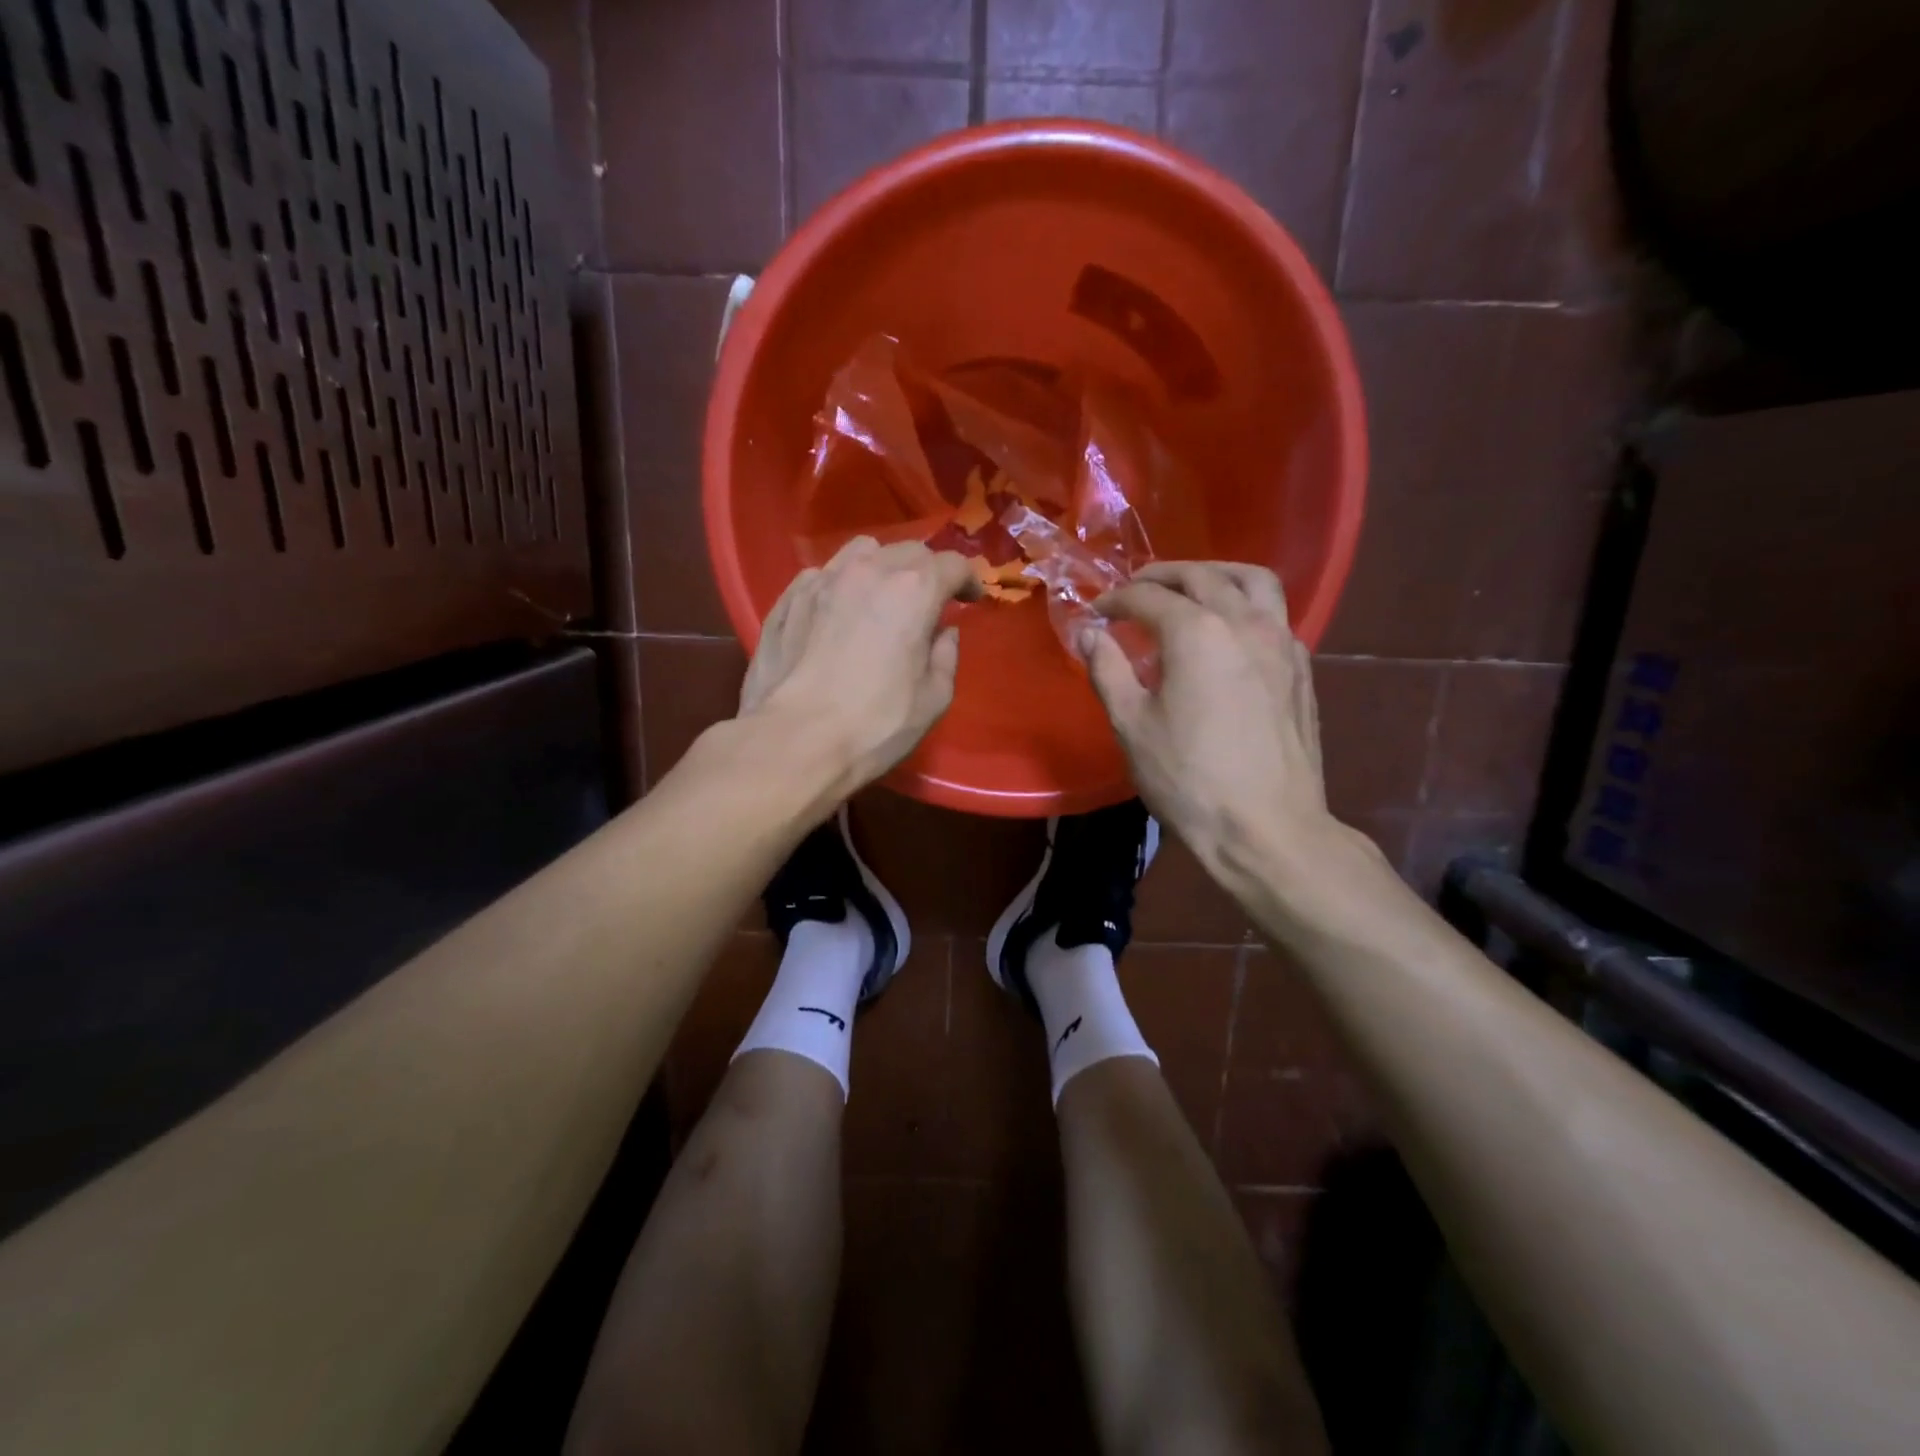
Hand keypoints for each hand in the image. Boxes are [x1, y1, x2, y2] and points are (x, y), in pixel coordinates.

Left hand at [740, 536, 979, 792]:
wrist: (795, 741)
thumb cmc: (875, 725)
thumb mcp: (933, 699)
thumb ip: (945, 656)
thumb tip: (943, 632)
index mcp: (913, 590)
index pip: (952, 564)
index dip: (968, 580)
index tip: (971, 599)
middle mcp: (868, 571)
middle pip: (908, 551)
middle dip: (926, 570)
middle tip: (928, 602)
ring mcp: (822, 580)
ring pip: (861, 552)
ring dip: (881, 567)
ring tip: (881, 596)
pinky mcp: (788, 598)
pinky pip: (823, 575)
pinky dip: (841, 584)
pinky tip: (838, 613)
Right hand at [1080, 562, 1334, 866]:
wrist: (1267, 828)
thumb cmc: (1189, 779)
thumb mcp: (1132, 725)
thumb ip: (1107, 669)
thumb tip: (1089, 633)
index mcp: (1197, 632)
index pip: (1148, 597)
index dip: (1116, 600)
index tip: (1096, 613)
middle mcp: (1244, 623)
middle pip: (1201, 576)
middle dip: (1162, 576)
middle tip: (1135, 590)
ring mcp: (1282, 643)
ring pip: (1254, 581)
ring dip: (1216, 575)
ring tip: (1192, 588)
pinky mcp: (1302, 669)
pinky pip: (1274, 615)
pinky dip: (1246, 606)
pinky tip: (1230, 634)